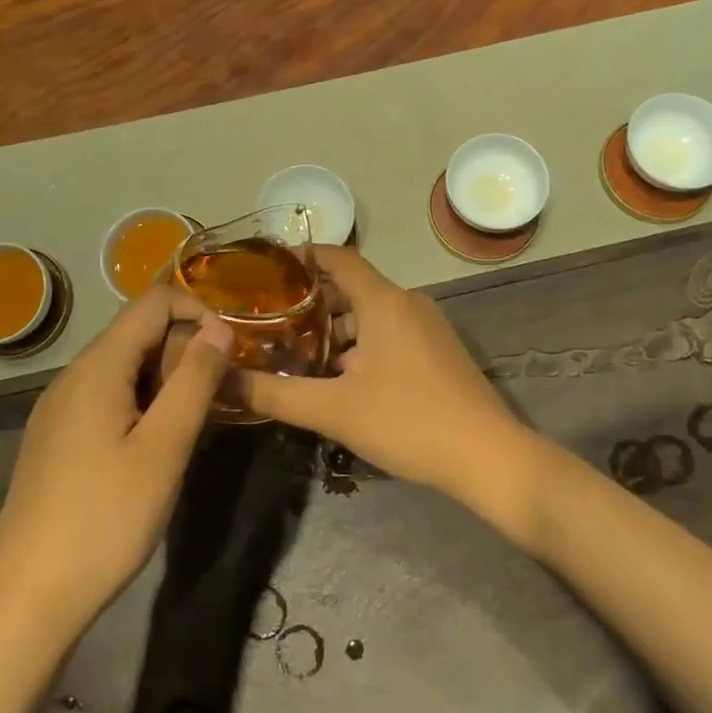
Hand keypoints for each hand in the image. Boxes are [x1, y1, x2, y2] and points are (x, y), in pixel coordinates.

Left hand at [0, 285, 233, 638]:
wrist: (25, 598)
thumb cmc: (104, 519)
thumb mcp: (164, 448)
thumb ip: (195, 381)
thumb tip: (220, 327)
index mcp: (97, 366)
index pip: (154, 302)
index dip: (198, 311)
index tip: (230, 352)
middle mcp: (73, 375)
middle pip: (138, 331)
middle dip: (185, 349)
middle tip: (218, 396)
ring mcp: (59, 408)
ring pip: (124, 366)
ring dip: (165, 378)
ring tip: (193, 422)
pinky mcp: (56, 438)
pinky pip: (107, 396)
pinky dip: (141, 402)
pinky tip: (154, 446)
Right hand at [236, 248, 543, 529]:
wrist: (487, 456)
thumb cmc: (408, 421)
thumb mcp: (334, 410)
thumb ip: (276, 394)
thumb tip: (224, 381)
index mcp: (383, 301)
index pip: (339, 258)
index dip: (304, 257)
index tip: (269, 268)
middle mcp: (407, 302)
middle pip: (352, 287)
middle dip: (312, 301)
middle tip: (272, 321)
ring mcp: (427, 325)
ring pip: (371, 313)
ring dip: (336, 327)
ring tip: (300, 353)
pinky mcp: (438, 349)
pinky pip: (391, 330)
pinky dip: (362, 341)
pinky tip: (342, 376)